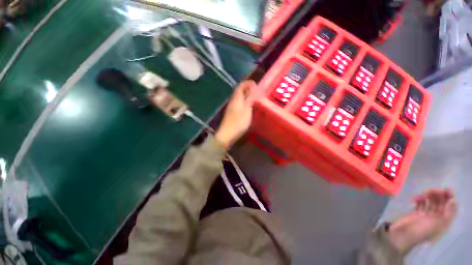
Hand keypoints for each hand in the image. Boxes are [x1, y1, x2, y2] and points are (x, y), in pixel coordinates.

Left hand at [215, 80, 255, 148]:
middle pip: (239, 91)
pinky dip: (244, 102)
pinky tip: (248, 107)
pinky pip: (239, 104)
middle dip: (248, 89)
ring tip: (254, 98)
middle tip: (257, 91)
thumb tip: (254, 87)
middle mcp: (233, 101)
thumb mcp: (247, 109)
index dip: (248, 83)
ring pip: (239, 98)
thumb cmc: (238, 122)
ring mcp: (231, 108)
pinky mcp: (231, 114)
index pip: (241, 86)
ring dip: (246, 95)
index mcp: (236, 98)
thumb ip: (250, 98)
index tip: (256, 84)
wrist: (227, 134)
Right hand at [387, 189, 457, 252]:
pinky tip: (417, 198)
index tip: (447, 190)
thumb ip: (446, 213)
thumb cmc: (421, 231)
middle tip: (435, 189)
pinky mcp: (416, 214)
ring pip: (430, 204)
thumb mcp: (436, 225)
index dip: (450, 200)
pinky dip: (420, 200)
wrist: (402, 235)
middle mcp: (436, 219)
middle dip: (439, 196)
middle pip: (441, 206)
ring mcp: (425, 217)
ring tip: (426, 192)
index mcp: (443, 223)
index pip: (450, 209)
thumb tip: (453, 200)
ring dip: (430, 197)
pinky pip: (420, 205)